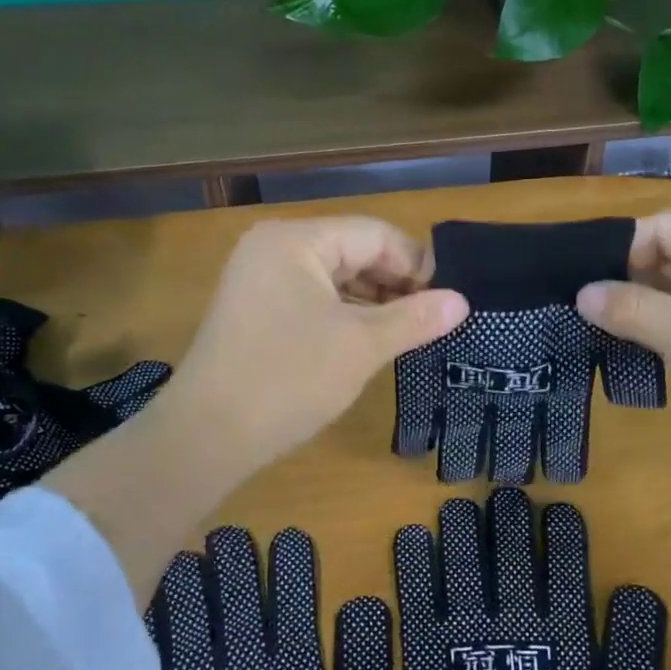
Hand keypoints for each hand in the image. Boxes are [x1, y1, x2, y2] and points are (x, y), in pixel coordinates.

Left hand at [163, 217, 468, 482]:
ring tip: (406, 333)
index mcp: (296, 241)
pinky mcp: (254, 311)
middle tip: (431, 320)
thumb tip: (462, 302)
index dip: (416, 263)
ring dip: (372, 302)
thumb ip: (414, 319)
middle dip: (395, 284)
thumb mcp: (361, 346)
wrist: (208, 435)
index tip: (448, 300)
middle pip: (352, 252)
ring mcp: (258, 280)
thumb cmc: (289, 380)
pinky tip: (368, 341)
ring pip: (333, 279)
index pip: (373, 235)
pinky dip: (344, 316)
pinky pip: (312, 300)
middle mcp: (273, 249)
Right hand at [576, 210, 670, 469]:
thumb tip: (581, 294)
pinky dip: (667, 325)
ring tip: (595, 323)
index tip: (578, 280)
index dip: (623, 251)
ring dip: (646, 305)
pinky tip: (631, 339)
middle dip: (631, 279)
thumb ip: (631, 308)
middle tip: (579, 304)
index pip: (670, 227)